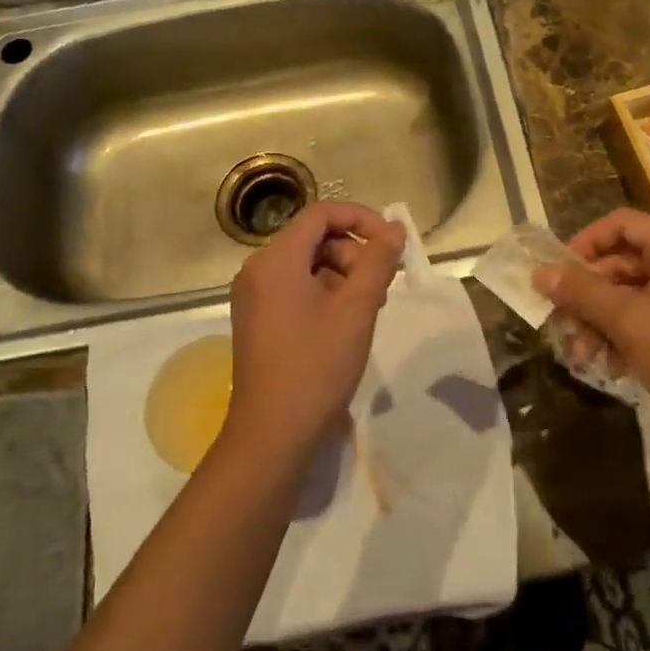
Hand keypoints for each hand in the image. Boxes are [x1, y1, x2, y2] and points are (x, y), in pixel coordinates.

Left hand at [223, 201, 405, 461]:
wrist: (272, 435)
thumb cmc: (316, 367)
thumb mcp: (356, 309)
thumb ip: (377, 261)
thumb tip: (394, 227)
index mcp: (275, 260)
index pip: (321, 215)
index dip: (362, 219)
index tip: (392, 243)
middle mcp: (258, 270)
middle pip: (315, 239)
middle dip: (354, 253)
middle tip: (383, 287)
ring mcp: (255, 297)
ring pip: (308, 265)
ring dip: (344, 276)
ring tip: (369, 309)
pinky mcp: (258, 320)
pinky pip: (296, 288)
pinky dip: (326, 294)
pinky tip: (347, 323)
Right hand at [535, 208, 649, 433]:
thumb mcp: (625, 321)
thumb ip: (581, 292)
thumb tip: (540, 273)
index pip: (623, 223)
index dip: (585, 243)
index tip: (560, 273)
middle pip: (626, 262)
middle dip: (590, 295)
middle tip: (562, 323)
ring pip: (638, 292)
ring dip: (605, 320)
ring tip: (584, 356)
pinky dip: (631, 332)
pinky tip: (615, 365)